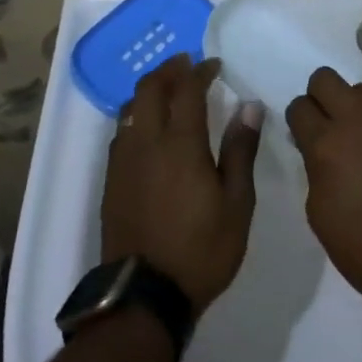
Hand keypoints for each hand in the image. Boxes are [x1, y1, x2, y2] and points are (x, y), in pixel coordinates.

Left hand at [102, 55, 262, 315]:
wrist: (144, 296)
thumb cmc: (201, 250)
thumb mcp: (237, 204)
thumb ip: (241, 150)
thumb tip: (249, 106)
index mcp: (181, 143)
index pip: (187, 89)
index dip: (200, 70)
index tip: (213, 64)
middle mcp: (147, 142)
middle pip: (150, 88)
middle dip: (169, 69)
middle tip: (187, 65)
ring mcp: (124, 160)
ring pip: (131, 107)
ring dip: (150, 89)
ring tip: (169, 90)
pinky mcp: (112, 180)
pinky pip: (122, 131)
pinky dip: (137, 114)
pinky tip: (149, 128)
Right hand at [286, 67, 361, 305]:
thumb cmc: (359, 243)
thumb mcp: (317, 207)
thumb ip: (314, 163)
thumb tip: (318, 142)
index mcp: (326, 142)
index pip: (299, 106)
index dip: (300, 120)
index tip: (306, 133)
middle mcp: (358, 118)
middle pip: (325, 78)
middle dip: (321, 97)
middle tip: (330, 123)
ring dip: (358, 108)